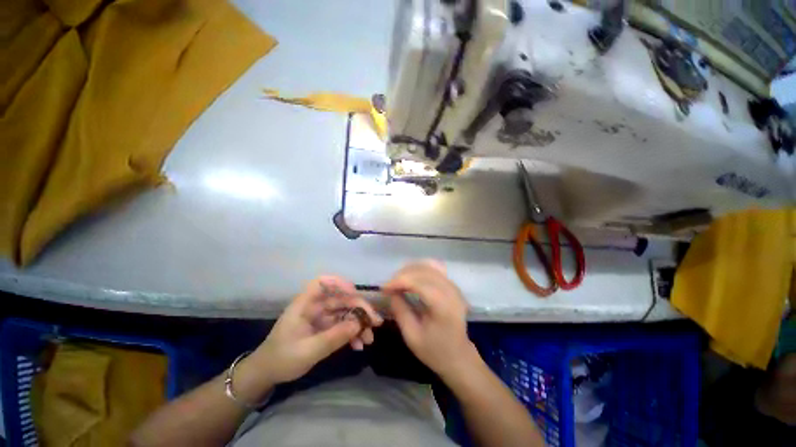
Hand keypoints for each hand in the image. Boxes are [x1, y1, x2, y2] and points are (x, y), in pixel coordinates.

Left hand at [253, 276, 382, 384]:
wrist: (267, 374)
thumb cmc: (281, 359)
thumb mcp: (308, 351)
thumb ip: (333, 337)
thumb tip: (359, 324)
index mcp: (305, 304)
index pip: (321, 282)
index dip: (339, 282)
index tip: (354, 292)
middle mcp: (315, 307)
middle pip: (341, 299)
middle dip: (359, 309)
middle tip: (375, 322)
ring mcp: (321, 317)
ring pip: (345, 313)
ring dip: (359, 323)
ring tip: (369, 338)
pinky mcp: (325, 328)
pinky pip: (342, 326)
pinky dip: (352, 334)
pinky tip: (359, 345)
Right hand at [383, 260, 477, 379]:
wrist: (458, 356)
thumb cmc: (434, 350)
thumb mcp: (411, 336)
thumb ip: (400, 311)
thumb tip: (391, 292)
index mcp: (442, 306)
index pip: (418, 282)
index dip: (399, 281)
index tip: (383, 288)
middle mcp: (450, 291)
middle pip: (423, 271)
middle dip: (402, 275)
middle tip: (389, 285)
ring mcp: (454, 286)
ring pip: (429, 266)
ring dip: (410, 269)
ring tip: (397, 280)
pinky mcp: (453, 285)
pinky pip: (436, 269)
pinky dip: (421, 268)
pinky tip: (411, 275)